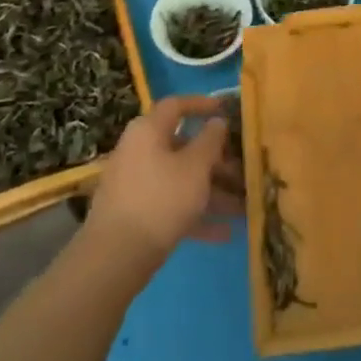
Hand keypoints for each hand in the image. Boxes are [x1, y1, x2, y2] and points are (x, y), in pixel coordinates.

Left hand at [89, 96, 242, 262]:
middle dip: (217, 161)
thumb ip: (210, 141)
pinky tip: (225, 234)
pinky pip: (171, 205)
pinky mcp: (136, 214)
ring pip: (180, 179)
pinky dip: (196, 215)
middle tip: (244, 172)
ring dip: (212, 192)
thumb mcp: (195, 167)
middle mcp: (139, 151)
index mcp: (149, 131)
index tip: (226, 111)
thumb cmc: (161, 198)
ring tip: (243, 208)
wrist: (116, 256)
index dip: (202, 105)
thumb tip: (217, 122)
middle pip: (183, 147)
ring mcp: (136, 184)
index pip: (176, 105)